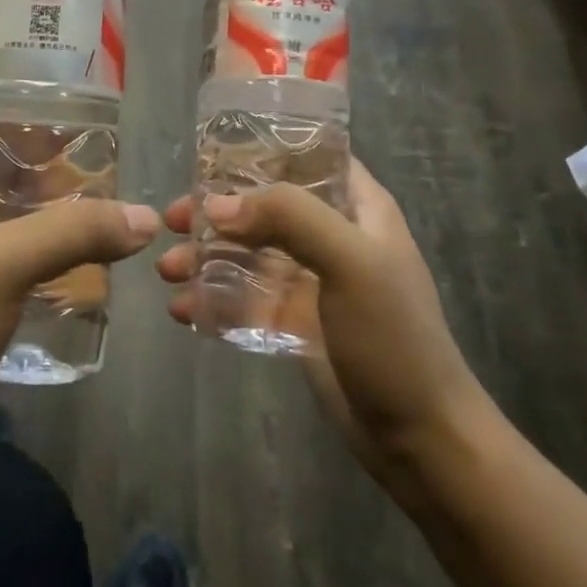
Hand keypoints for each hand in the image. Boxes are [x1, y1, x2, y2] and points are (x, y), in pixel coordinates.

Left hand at [0, 111, 158, 477]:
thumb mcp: (6, 265)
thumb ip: (75, 231)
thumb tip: (145, 217)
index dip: (5, 116)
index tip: (59, 124)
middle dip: (30, 166)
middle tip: (87, 172)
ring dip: (31, 211)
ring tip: (87, 213)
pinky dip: (25, 250)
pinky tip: (65, 266)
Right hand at [155, 159, 487, 475]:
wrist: (418, 436)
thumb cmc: (393, 337)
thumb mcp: (351, 262)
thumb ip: (289, 219)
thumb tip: (215, 207)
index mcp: (357, 208)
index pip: (309, 157)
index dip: (262, 150)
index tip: (208, 157)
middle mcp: (331, 235)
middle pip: (264, 206)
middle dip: (215, 211)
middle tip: (172, 220)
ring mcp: (310, 279)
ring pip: (246, 251)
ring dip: (205, 257)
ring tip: (167, 272)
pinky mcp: (292, 319)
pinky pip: (244, 297)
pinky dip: (212, 298)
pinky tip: (183, 310)